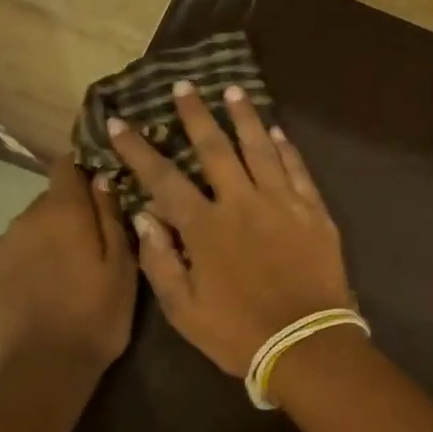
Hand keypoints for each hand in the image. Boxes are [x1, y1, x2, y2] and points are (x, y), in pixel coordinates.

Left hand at [0, 157, 136, 376]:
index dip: (81, 174)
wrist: (41, 372)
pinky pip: (7, 259)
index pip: (65, 167)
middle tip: (87, 252)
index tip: (97, 194)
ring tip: (60, 282)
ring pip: (26, 232)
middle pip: (47, 203)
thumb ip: (111, 219)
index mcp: (64, 213)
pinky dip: (22, 268)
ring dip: (43, 244)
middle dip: (67, 218)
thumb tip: (101, 180)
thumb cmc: (96, 318)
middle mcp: (24, 220)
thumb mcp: (123, 269)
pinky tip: (35, 299)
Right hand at [107, 81, 352, 375]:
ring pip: (260, 148)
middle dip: (196, 115)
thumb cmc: (239, 333)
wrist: (306, 345)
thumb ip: (160, 261)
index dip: (138, 149)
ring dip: (244, 117)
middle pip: (215, 149)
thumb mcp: (184, 310)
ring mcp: (282, 204)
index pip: (163, 178)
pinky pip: (298, 170)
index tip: (118, 122)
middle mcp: (242, 203)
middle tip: (184, 86)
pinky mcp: (314, 212)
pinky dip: (286, 148)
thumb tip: (144, 217)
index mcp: (206, 227)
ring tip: (233, 90)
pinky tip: (276, 131)